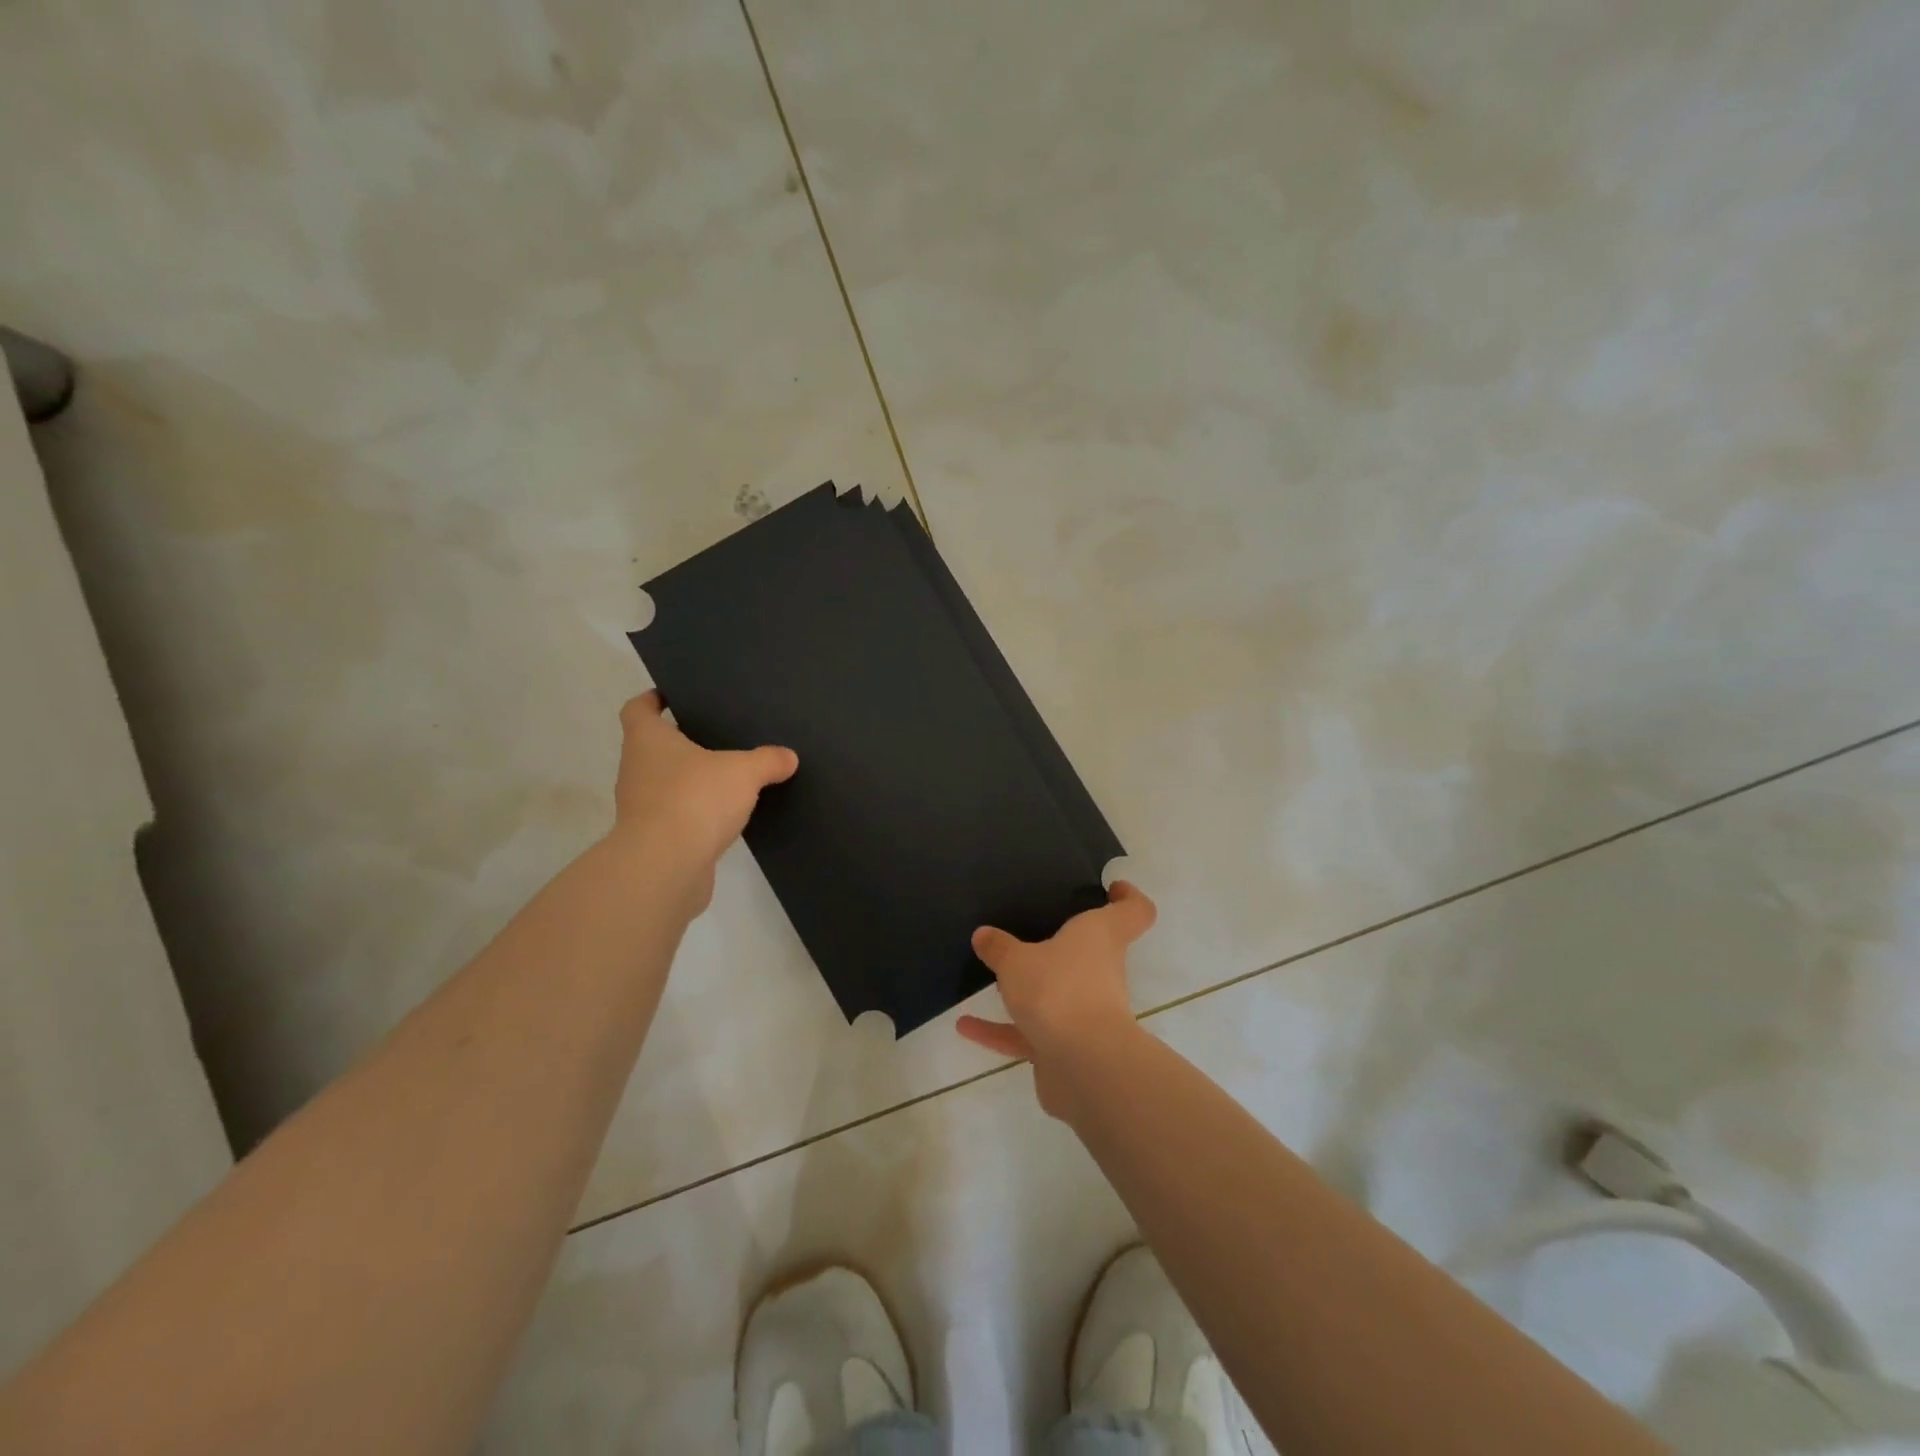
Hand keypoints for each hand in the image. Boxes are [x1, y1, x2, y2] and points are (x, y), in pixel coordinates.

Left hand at [609, 692, 797, 908]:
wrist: (665, 867)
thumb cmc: (695, 800)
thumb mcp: (743, 773)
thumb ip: (767, 761)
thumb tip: (789, 757)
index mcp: (648, 741)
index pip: (638, 709)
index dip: (653, 700)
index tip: (673, 696)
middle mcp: (637, 770)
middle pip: (653, 748)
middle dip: (681, 742)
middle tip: (716, 735)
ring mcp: (641, 807)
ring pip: (666, 784)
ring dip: (690, 781)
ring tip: (727, 777)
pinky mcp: (654, 839)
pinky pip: (677, 816)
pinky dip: (696, 814)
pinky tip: (725, 816)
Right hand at [957, 881, 1156, 1119]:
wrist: (1083, 1067)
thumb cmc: (1059, 991)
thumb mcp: (1017, 961)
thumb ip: (999, 947)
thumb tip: (984, 934)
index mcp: (1101, 937)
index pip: (1135, 911)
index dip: (1127, 897)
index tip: (1110, 888)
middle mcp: (1101, 971)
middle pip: (1093, 952)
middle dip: (1064, 945)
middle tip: (1030, 929)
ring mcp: (1086, 1013)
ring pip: (1058, 994)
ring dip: (1026, 991)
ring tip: (990, 977)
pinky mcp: (1066, 1048)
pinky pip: (1029, 1033)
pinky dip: (1000, 1030)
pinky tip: (965, 1026)